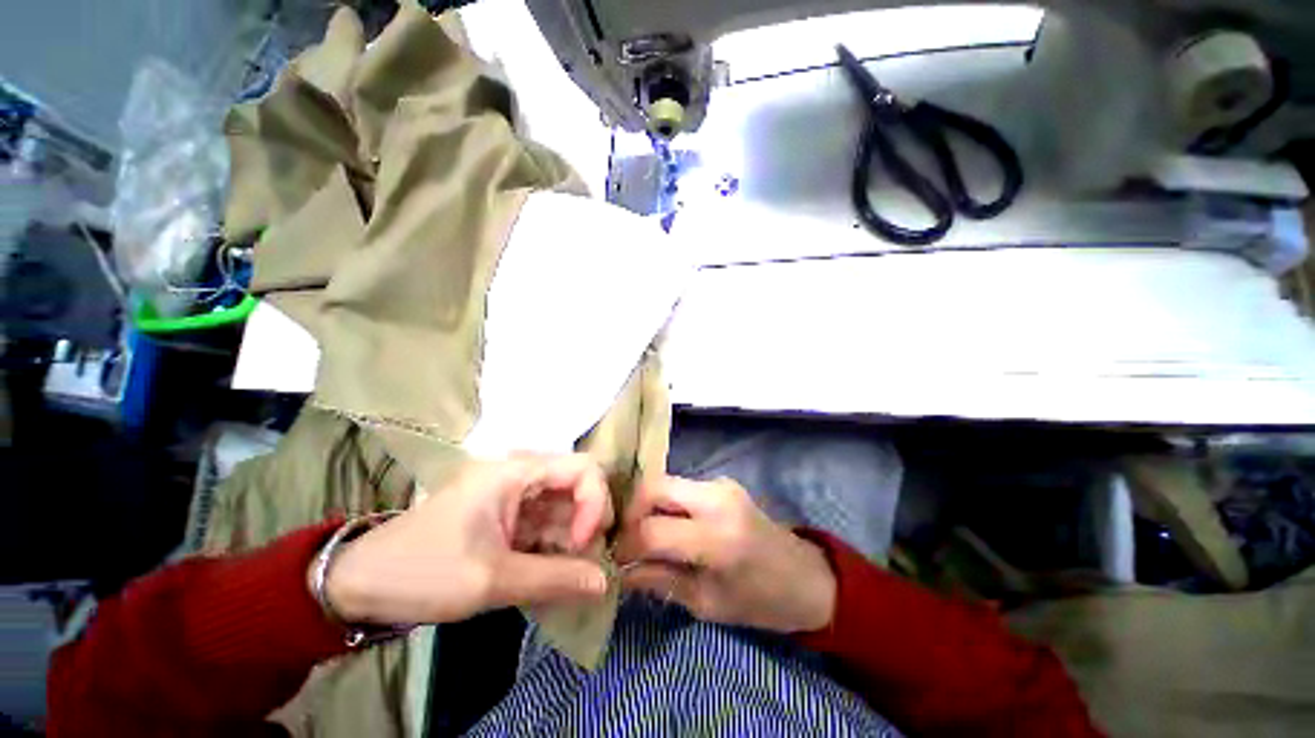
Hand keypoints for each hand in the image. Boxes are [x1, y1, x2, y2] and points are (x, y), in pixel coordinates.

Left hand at [321, 454, 612, 625]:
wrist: (361, 586)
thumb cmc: (423, 571)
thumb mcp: (490, 580)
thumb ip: (554, 579)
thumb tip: (605, 583)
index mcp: (515, 472)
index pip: (582, 468)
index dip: (595, 501)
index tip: (585, 544)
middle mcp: (521, 477)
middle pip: (577, 488)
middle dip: (589, 524)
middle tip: (585, 564)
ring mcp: (516, 499)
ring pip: (566, 511)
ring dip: (574, 542)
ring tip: (570, 578)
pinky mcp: (510, 521)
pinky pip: (548, 528)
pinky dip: (557, 551)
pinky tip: (555, 577)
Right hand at [615, 475, 836, 633]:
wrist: (806, 577)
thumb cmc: (761, 602)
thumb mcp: (707, 603)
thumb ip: (660, 580)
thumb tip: (621, 571)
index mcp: (717, 537)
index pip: (652, 530)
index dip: (626, 546)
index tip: (614, 560)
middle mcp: (717, 498)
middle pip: (653, 488)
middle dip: (631, 512)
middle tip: (626, 540)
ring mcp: (720, 484)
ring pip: (665, 482)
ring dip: (647, 506)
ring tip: (642, 534)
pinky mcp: (722, 482)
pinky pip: (680, 486)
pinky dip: (664, 503)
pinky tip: (666, 525)